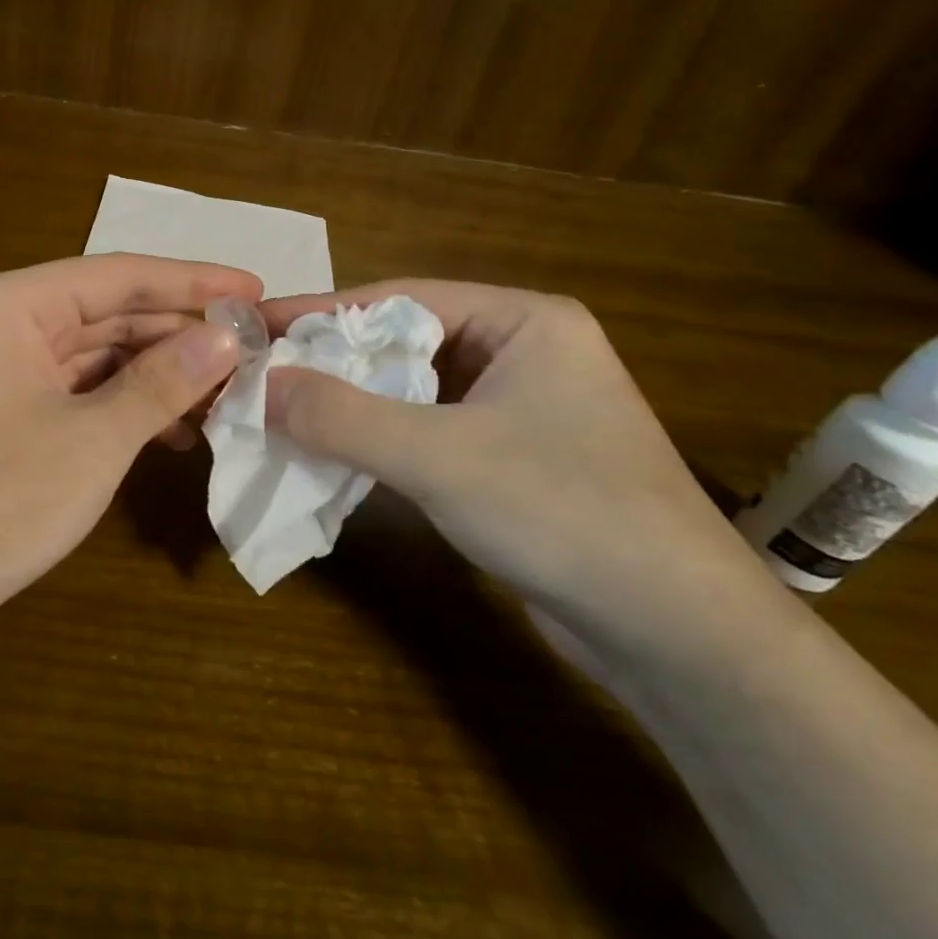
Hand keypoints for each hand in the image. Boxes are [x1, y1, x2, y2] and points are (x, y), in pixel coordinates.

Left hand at [0, 254, 260, 655]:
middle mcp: (2, 320)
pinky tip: (169, 429)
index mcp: (14, 303)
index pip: (120, 275)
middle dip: (178, 335)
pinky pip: (73, 389)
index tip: (254, 290)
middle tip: (249, 352)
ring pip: (94, 354)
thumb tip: (225, 340)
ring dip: (154, 374)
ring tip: (222, 396)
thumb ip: (162, 382)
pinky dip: (120, 404)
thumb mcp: (94, 439)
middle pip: (108, 312)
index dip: (194, 283)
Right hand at [260, 280, 780, 658]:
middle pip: (402, 343)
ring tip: (281, 411)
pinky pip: (426, 431)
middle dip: (332, 362)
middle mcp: (523, 351)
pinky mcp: (511, 458)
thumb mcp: (439, 458)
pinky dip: (378, 439)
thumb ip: (342, 417)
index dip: (321, 312)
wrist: (682, 640)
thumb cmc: (566, 514)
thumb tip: (259, 384)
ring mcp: (519, 407)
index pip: (399, 298)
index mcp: (523, 320)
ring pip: (411, 390)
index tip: (255, 324)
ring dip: (350, 404)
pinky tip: (333, 454)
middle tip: (260, 372)